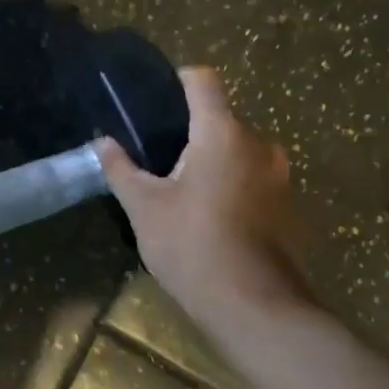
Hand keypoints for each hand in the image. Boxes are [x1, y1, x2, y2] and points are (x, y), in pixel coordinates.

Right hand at [97, 67, 310, 339]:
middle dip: (188, 132)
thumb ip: (120, 168)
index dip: (176, 82)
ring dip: (210, 161)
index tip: (153, 103)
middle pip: (219, 118)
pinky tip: (207, 216)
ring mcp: (278, 176)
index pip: (202, 80)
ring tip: (178, 191)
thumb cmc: (192, 245)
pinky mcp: (286, 206)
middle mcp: (258, 144)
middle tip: (155, 159)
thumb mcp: (143, 206)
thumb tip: (102, 142)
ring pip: (236, 150)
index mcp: (222, 133)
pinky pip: (251, 178)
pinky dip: (229, 185)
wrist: (256, 309)